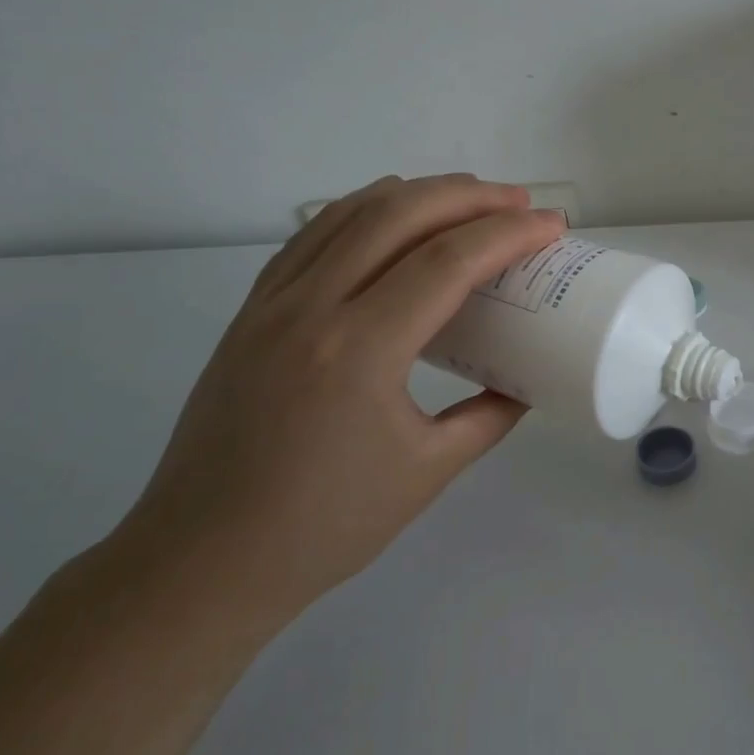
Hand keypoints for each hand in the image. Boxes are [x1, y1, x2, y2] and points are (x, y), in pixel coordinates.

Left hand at [110, 175, 566, 631]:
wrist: (202, 561)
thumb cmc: (324, 525)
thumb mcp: (429, 472)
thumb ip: (489, 416)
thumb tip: (524, 382)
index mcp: (360, 351)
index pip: (447, 262)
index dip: (508, 234)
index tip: (551, 226)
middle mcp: (311, 309)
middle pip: (399, 216)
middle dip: (469, 196)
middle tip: (519, 201)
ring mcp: (271, 304)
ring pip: (350, 213)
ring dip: (417, 193)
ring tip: (467, 195)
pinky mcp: (250, 312)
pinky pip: (313, 236)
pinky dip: (362, 210)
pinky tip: (390, 216)